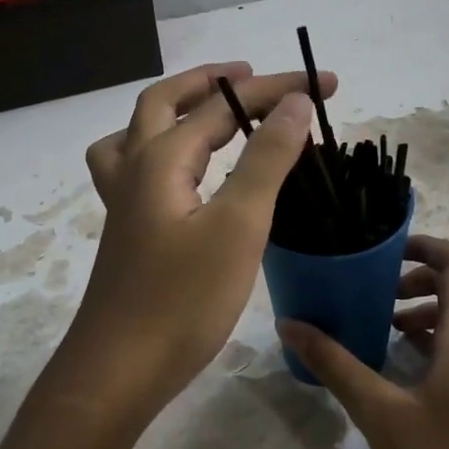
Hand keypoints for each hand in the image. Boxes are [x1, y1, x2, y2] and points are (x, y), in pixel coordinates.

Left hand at [63, 61, 334, 424]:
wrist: (120, 370)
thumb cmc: (182, 300)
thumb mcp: (237, 225)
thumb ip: (266, 159)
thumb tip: (295, 103)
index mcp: (160, 159)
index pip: (223, 107)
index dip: (276, 91)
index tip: (328, 86)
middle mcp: (134, 170)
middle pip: (165, 104)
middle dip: (212, 83)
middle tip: (254, 78)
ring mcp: (125, 204)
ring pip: (140, 135)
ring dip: (175, 111)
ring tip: (210, 113)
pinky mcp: (128, 233)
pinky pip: (138, 170)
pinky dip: (163, 152)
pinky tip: (186, 177)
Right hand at [279, 236, 448, 448]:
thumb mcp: (379, 412)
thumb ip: (334, 363)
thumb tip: (290, 324)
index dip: (424, 246)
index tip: (382, 254)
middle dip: (427, 273)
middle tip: (382, 288)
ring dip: (435, 302)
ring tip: (387, 323)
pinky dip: (443, 330)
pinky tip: (406, 359)